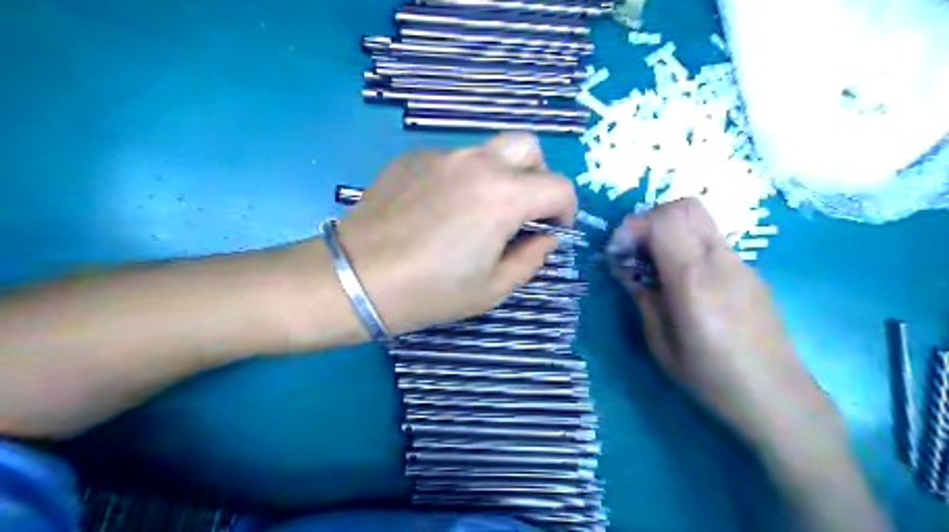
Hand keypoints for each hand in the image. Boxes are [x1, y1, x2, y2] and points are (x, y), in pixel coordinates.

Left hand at [333, 131, 574, 336]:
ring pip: (487, 151)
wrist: (356, 278)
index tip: (551, 231)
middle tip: (521, 211)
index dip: (565, 210)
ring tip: (475, 214)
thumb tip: (546, 237)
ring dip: (498, 176)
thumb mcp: (492, 288)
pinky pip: (451, 161)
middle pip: (528, 147)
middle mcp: (477, 163)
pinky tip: (436, 211)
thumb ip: (531, 258)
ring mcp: (441, 155)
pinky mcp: (411, 158)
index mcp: (504, 196)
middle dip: (536, 177)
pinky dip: (460, 179)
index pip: (559, 186)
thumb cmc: (429, 292)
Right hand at [608, 199, 837, 449]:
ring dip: (669, 231)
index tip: (619, 254)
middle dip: (651, 220)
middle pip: (685, 206)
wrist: (778, 398)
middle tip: (636, 251)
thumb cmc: (711, 378)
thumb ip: (642, 297)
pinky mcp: (750, 272)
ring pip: (700, 220)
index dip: (632, 227)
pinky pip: (712, 241)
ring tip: (656, 267)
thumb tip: (626, 269)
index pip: (663, 219)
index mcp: (694, 279)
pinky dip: (687, 245)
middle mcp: (720, 260)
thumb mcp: (661, 343)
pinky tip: (682, 281)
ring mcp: (740, 263)